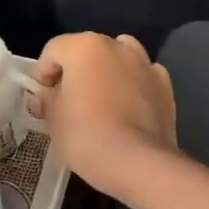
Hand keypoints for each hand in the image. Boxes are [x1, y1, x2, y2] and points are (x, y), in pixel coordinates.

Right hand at [29, 33, 177, 197]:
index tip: (44, 100)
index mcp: (84, 46)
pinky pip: (141, 76)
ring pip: (118, 57)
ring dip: (107, 72)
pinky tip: (128, 108)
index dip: (43, 74)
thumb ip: (46, 99)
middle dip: (75, 72)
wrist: (138, 162)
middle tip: (69, 102)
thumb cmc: (86, 135)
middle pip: (87, 51)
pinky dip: (133, 85)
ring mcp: (145, 63)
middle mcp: (117, 46)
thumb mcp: (53, 118)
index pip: (53, 50)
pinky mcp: (165, 85)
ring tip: (101, 101)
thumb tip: (46, 96)